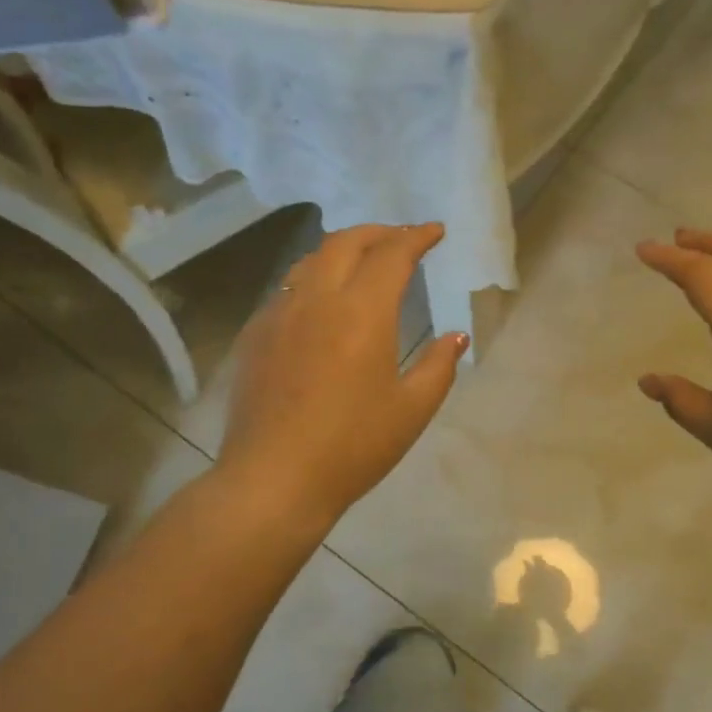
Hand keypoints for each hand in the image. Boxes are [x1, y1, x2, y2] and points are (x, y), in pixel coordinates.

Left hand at [220, 223, 467, 527]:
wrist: (273, 479)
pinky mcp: (255, 336)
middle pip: (345, 242)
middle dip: (378, 232)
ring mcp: (279, 315)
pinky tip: (322, 304)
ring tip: (362, 262)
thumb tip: (456, 336)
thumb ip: (439, 366)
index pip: (392, 254)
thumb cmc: (353, 446)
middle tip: (401, 239)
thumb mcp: (411, 410)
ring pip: (311, 261)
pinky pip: (288, 289)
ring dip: (342, 250)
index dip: (416, 237)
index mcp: (362, 312)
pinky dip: (314, 279)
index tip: (434, 231)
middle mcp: (317, 299)